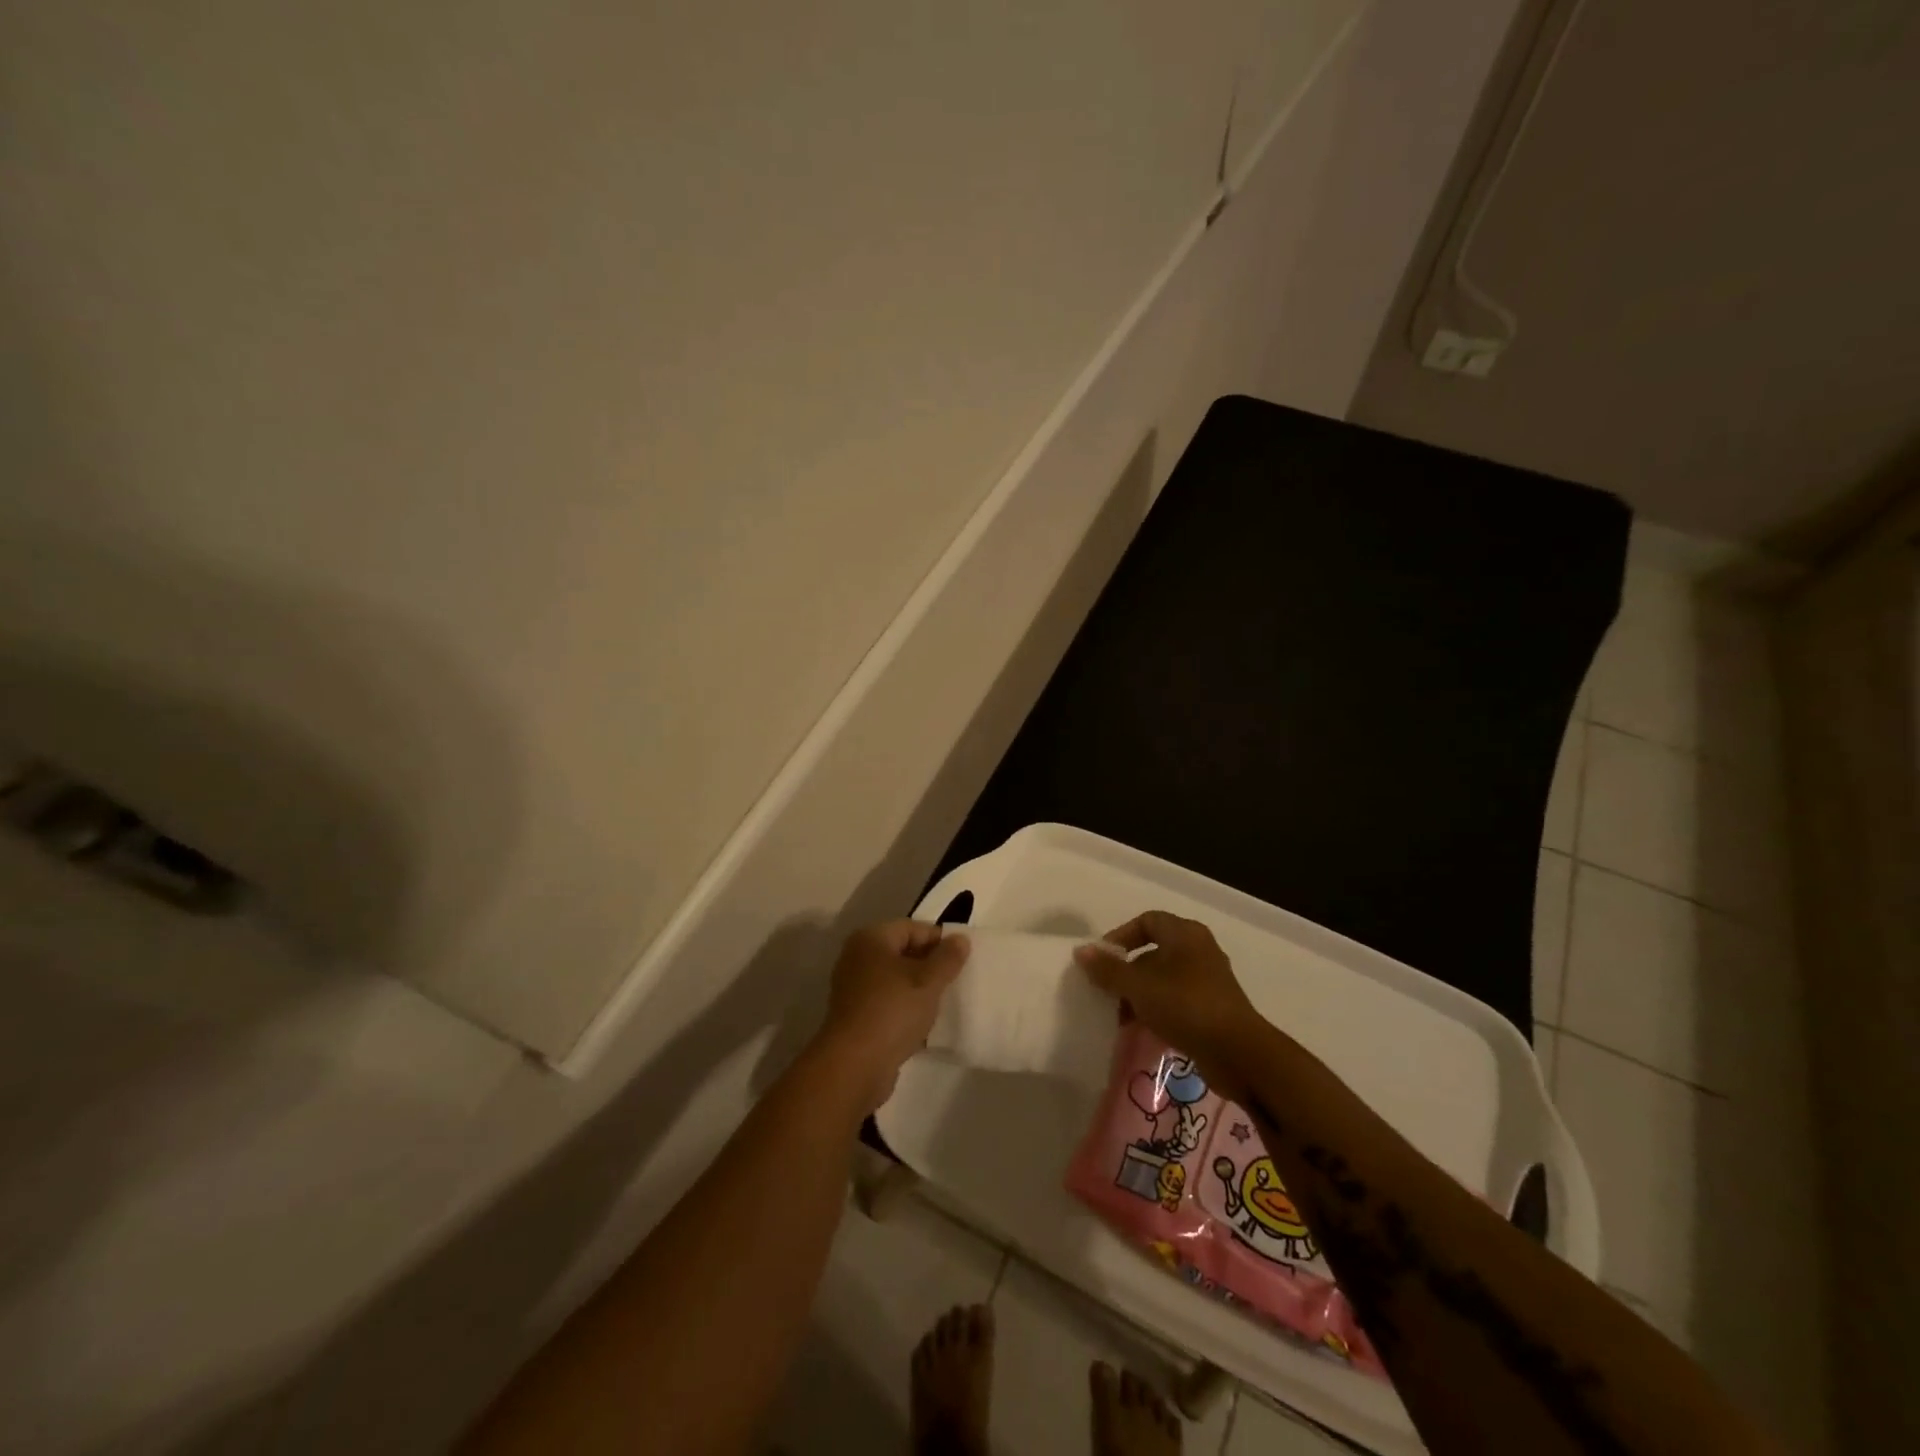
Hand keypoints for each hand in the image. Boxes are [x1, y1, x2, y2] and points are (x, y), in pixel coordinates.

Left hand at [816, 920, 969, 1109]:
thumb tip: (960, 939)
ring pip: (896, 980)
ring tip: (944, 1002)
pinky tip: (925, 1024)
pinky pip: (888, 1003)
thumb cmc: (893, 1011)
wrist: (854, 1065)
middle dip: (930, 965)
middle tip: (956, 980)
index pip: (912, 928)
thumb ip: (947, 958)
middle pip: (902, 952)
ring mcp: (854, 989)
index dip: (939, 940)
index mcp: (871, 939)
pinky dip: (906, 1009)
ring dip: (919, 989)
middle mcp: (858, 958)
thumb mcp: (928, 981)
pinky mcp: (856, 1017)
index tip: (962, 959)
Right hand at [1074, 911, 1265, 1101]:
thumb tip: (1081, 951)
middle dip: (1127, 971)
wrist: (1239, 1053)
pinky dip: (1157, 1010)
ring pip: (1163, 979)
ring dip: (1139, 995)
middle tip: (1107, 990)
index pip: (1146, 921)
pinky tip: (1142, 1030)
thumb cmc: (1186, 1006)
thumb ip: (1109, 970)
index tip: (1102, 960)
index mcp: (1185, 934)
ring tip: (1120, 1016)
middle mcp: (1199, 950)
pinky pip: (1176, 1001)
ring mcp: (1208, 981)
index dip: (1121, 936)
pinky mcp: (1212, 1009)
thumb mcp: (1140, 986)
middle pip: (1154, 952)